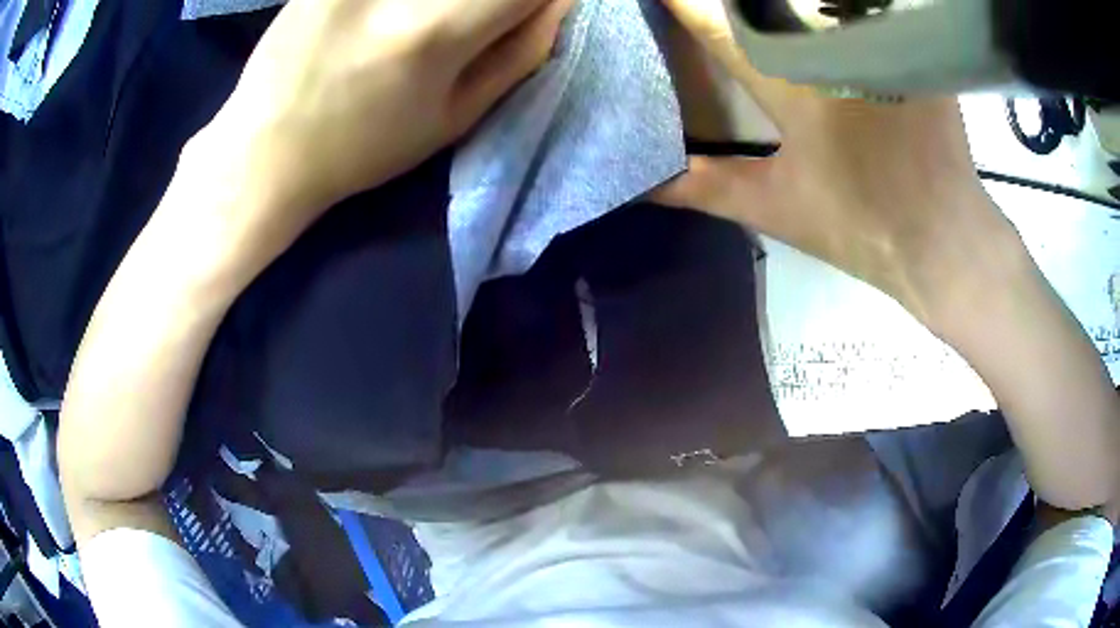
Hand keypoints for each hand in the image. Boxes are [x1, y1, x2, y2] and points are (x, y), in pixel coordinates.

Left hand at [184, 0, 572, 274]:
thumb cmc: (363, 147)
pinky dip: (409, 2)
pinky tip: (391, 21)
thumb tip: (561, 0)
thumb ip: (521, 51)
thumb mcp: (455, 118)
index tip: (523, 14)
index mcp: (436, 31)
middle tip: (471, 24)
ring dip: (448, 4)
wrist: (265, 148)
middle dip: (487, 4)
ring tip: (421, 32)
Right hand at [652, 0, 1016, 324]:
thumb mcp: (777, 208)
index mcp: (791, 82)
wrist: (946, 239)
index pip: (718, 23)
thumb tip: (644, 182)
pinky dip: (832, 8)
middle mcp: (831, 44)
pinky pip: (862, 6)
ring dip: (784, 2)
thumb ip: (706, 186)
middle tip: (721, 11)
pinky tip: (820, 18)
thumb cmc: (862, 226)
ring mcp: (874, 39)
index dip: (681, 2)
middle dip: (738, 1)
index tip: (663, 0)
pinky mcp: (909, 44)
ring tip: (764, 11)